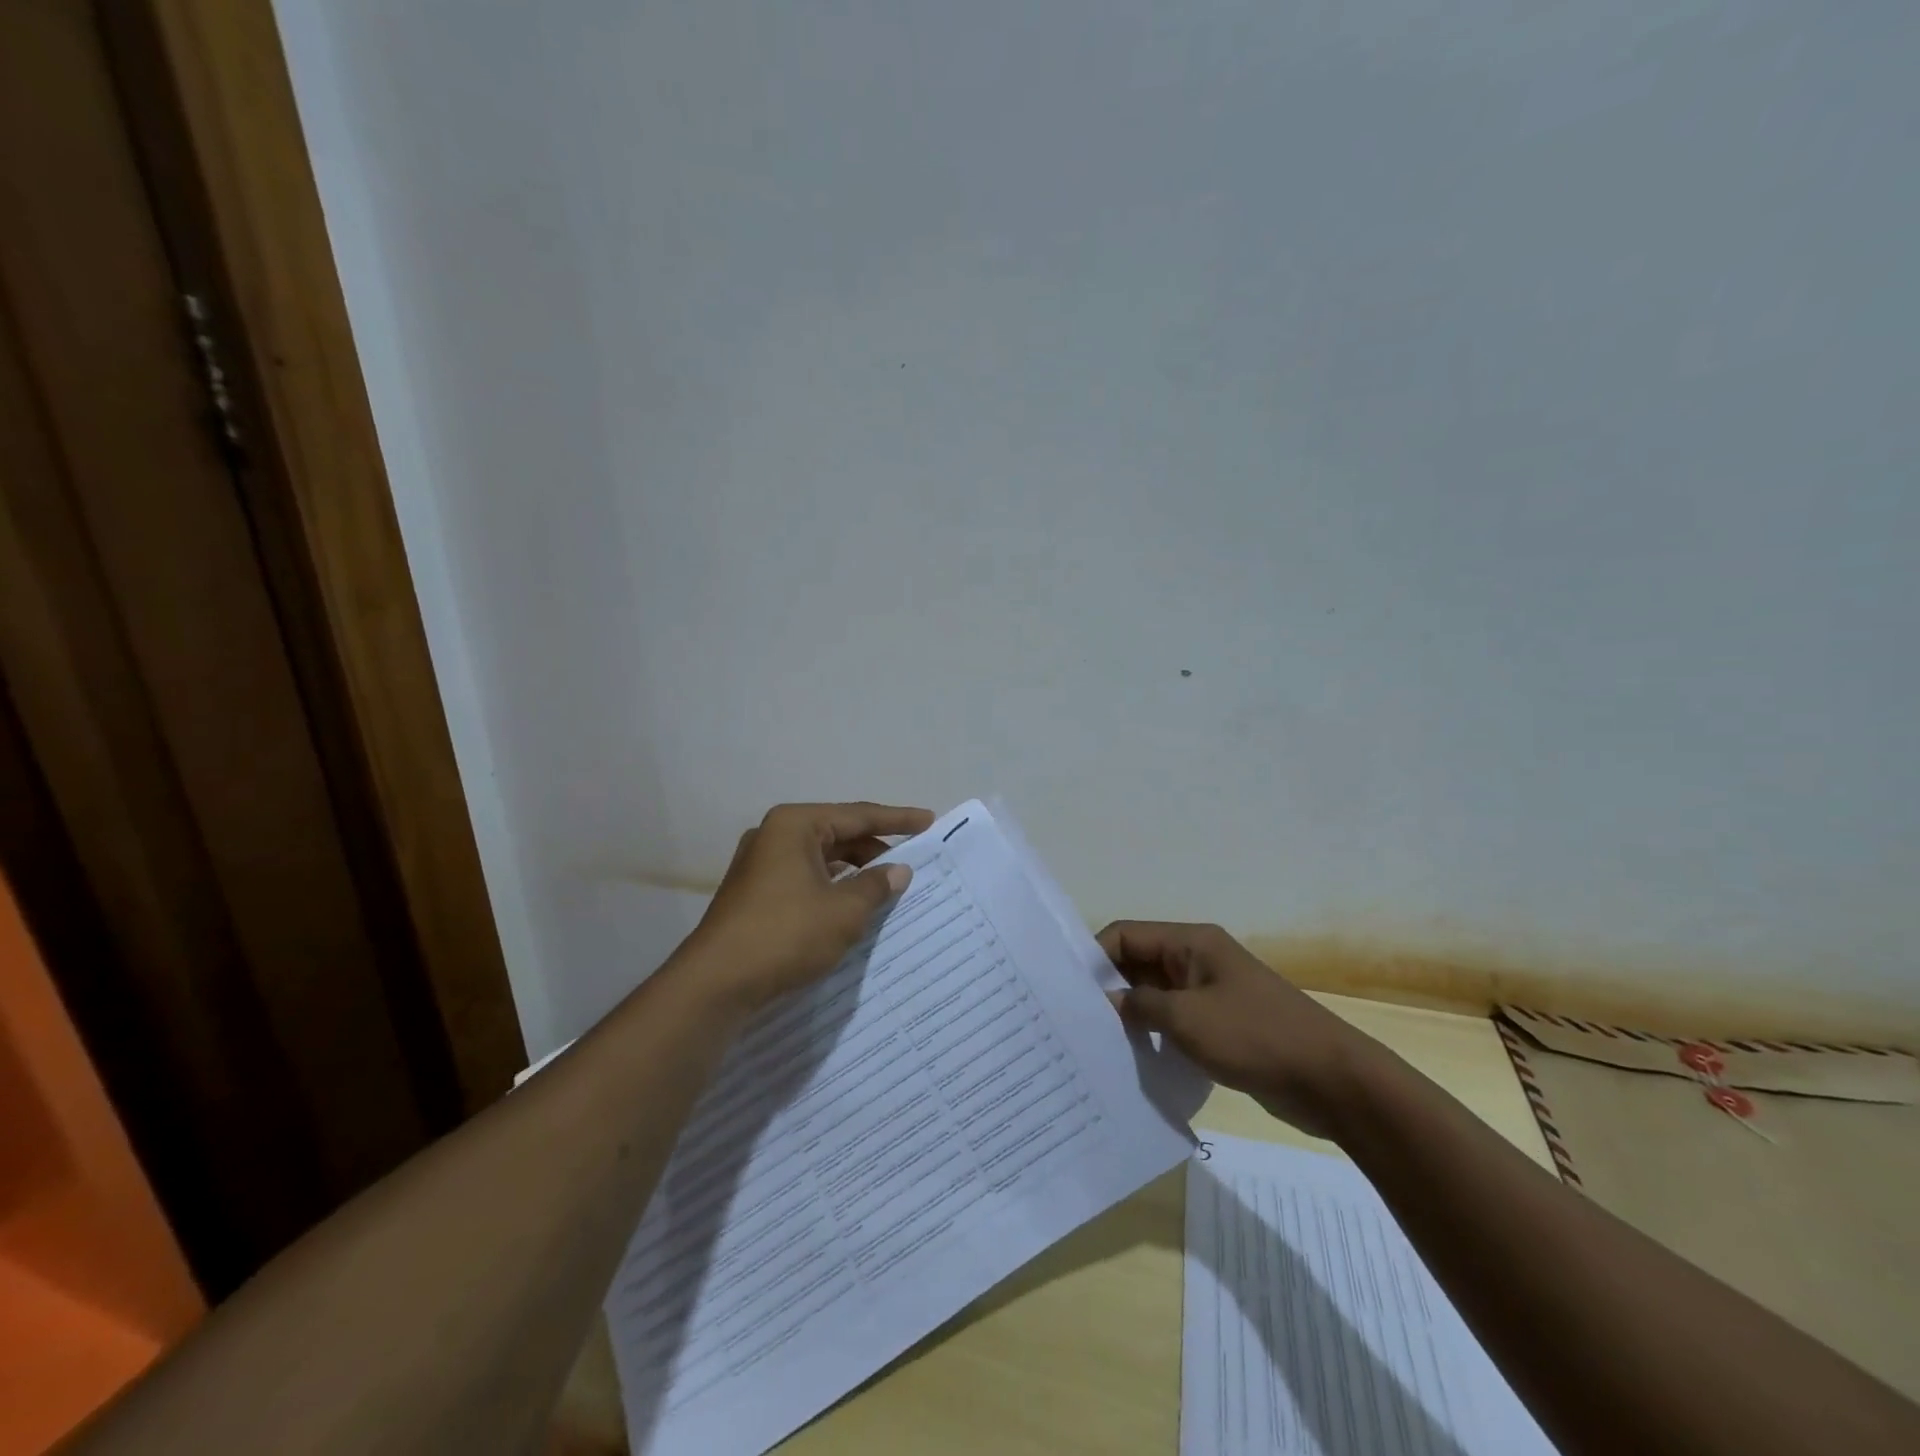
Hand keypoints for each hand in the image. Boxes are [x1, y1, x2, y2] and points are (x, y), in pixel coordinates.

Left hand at [681, 801, 934, 1013]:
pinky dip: (832, 886)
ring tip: (887, 885)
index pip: (858, 815)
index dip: (897, 820)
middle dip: (875, 847)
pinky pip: (805, 877)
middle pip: (838, 833)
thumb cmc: (785, 934)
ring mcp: (760, 864)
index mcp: (795, 825)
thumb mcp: (843, 911)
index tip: (928, 821)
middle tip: (911, 861)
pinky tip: (852, 904)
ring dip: (854, 870)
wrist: (716, 983)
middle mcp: (774, 835)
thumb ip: (876, 886)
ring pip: (821, 858)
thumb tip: (898, 870)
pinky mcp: (755, 892)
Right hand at [1096, 921, 1383, 1139]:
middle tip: (1076, 1021)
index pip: (1127, 935)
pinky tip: (1134, 1060)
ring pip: (1155, 995)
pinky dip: (1154, 1034)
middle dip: (1109, 988)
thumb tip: (1105, 1003)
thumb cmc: (1255, 1036)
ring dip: (1131, 1015)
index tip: (1069, 992)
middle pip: (1138, 963)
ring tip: (1098, 1043)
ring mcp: (1210, 993)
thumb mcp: (1187, 1019)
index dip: (1095, 957)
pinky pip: (1175, 1021)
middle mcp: (1197, 960)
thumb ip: (1139, 1006)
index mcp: (1191, 942)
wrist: (1331, 1080)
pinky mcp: (1221, 1025)